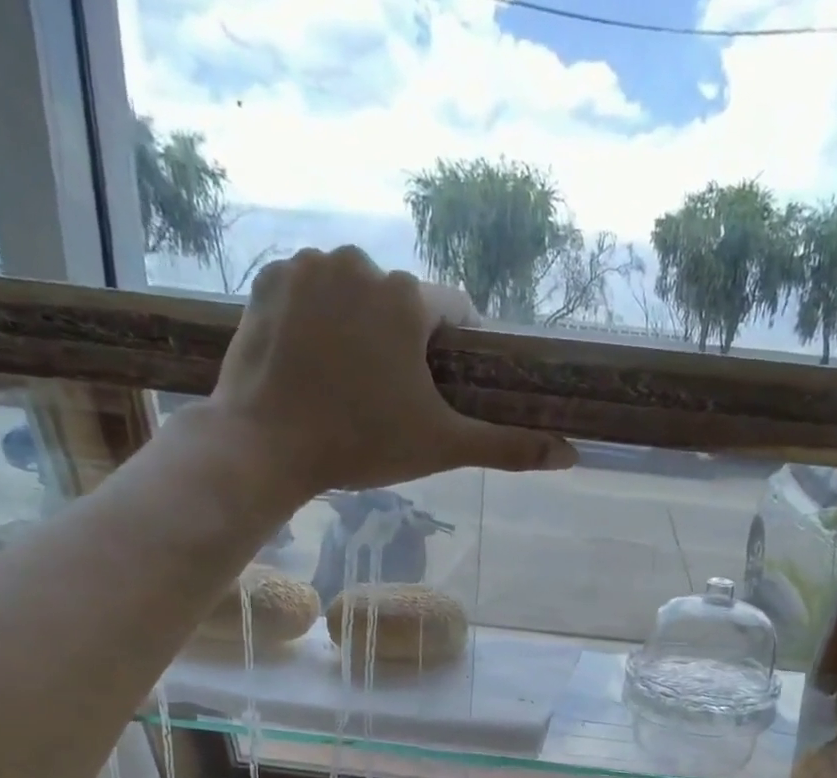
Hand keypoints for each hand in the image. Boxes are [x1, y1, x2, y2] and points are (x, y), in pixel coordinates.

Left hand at [208, 245, 575, 499]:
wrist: (264, 446)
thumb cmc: (361, 444)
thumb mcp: (443, 447)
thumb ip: (509, 445)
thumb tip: (571, 454)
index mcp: (407, 298)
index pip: (454, 312)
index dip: (453, 353)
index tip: (437, 389)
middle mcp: (360, 264)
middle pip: (402, 303)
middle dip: (404, 342)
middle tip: (387, 397)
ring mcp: (308, 266)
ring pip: (357, 294)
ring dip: (361, 327)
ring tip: (348, 381)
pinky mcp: (269, 280)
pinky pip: (313, 292)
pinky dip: (319, 319)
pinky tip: (313, 361)